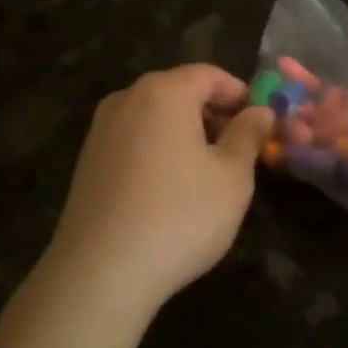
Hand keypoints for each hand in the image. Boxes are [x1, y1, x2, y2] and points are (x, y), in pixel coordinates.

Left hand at [46, 65, 273, 318]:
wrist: (99, 273)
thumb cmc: (179, 216)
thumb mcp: (232, 178)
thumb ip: (248, 136)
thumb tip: (261, 111)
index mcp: (164, 92)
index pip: (209, 75)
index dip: (239, 93)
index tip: (260, 121)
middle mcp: (127, 99)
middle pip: (178, 91)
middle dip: (212, 112)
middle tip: (238, 147)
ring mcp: (101, 130)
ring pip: (154, 115)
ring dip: (184, 131)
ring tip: (207, 170)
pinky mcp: (87, 161)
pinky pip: (133, 139)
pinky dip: (157, 149)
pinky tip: (169, 188)